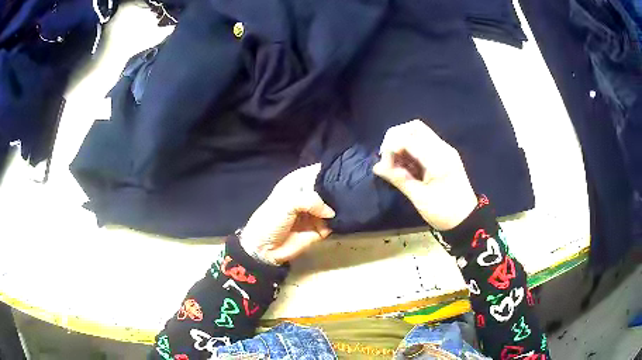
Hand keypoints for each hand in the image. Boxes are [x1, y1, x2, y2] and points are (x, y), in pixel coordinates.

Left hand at [240, 163, 335, 265]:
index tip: (341, 173)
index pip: (318, 171)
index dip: (329, 171)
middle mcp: (309, 195)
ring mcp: (315, 212)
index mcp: (298, 182)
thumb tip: (331, 213)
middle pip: (329, 188)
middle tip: (345, 194)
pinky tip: (337, 223)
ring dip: (339, 208)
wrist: (264, 248)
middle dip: (337, 191)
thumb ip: (312, 201)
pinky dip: (336, 223)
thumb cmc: (271, 219)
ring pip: (334, 206)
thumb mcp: (288, 202)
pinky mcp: (320, 228)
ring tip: (343, 209)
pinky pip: (333, 223)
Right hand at [373, 120, 476, 230]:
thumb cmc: (444, 212)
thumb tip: (377, 167)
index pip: (409, 138)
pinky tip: (404, 165)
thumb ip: (399, 179)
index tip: (384, 166)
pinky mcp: (443, 156)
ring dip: (402, 143)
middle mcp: (442, 148)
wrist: (467, 220)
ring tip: (394, 164)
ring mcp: (443, 151)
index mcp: (438, 159)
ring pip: (418, 133)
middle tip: (387, 158)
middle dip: (395, 138)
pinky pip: (423, 144)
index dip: (391, 148)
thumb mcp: (420, 198)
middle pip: (414, 127)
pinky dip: (409, 150)